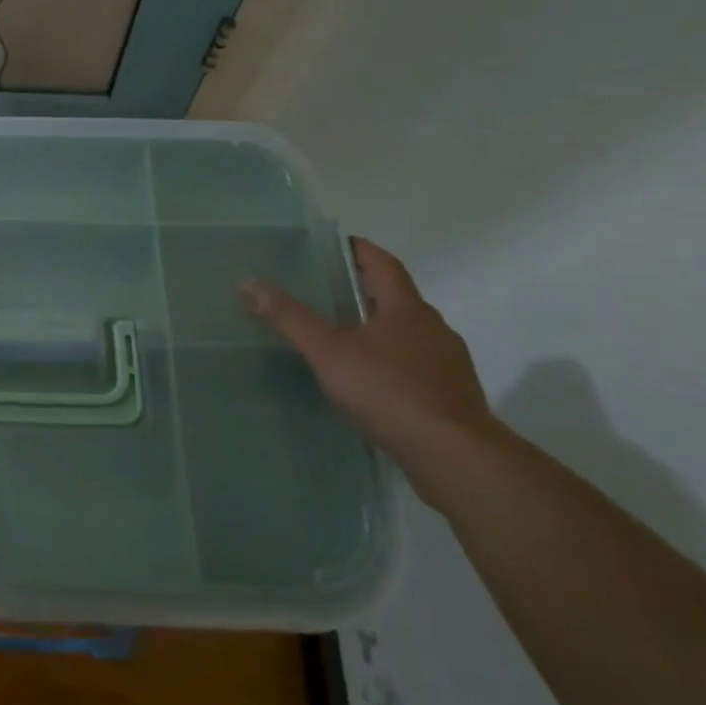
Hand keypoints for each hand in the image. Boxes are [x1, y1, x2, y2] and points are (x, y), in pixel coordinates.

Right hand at [240, 238, 495, 502]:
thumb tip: (248, 283)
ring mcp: (447, 366)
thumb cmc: (391, 392)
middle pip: (396, 299)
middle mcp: (433, 329)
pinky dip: (391, 365)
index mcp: (407, 308)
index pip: (383, 264)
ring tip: (341, 340)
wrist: (457, 458)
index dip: (360, 251)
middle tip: (325, 293)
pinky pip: (415, 369)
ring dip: (378, 331)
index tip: (335, 246)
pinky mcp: (451, 399)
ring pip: (407, 335)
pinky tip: (369, 384)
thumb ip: (290, 318)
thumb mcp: (329, 352)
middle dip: (363, 292)